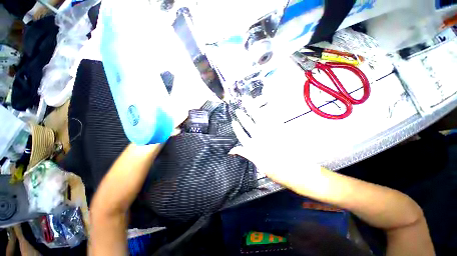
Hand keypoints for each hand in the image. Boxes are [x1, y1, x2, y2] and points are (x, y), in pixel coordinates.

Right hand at [230, 108, 321, 186]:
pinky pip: (272, 117)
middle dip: (242, 116)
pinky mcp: (280, 129)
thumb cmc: (277, 170)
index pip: (242, 136)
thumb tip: (232, 150)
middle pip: (248, 124)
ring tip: (248, 100)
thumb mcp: (259, 164)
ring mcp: (270, 132)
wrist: (297, 171)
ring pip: (258, 118)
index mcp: (254, 148)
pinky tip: (265, 104)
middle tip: (238, 109)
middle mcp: (260, 138)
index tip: (234, 122)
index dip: (237, 129)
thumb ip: (246, 153)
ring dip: (252, 108)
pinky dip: (268, 109)